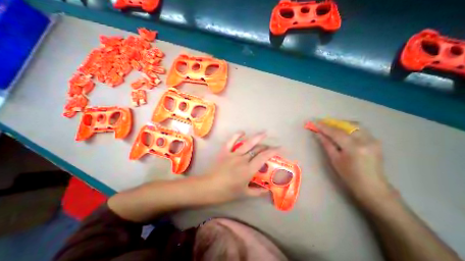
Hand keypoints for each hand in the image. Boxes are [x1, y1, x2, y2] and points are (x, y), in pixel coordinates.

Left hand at [201, 132, 278, 202]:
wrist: (208, 187)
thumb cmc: (226, 192)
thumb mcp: (244, 194)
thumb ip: (257, 192)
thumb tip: (268, 190)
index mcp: (248, 169)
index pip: (264, 157)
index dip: (273, 151)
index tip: (281, 148)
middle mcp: (242, 159)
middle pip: (257, 149)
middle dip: (266, 146)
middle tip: (272, 145)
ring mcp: (233, 154)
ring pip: (247, 143)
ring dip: (256, 137)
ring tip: (264, 133)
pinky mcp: (225, 151)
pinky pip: (231, 141)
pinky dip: (237, 135)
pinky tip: (242, 132)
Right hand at [314, 121, 393, 208]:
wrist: (372, 186)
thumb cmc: (349, 175)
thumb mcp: (335, 160)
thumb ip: (327, 144)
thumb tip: (318, 134)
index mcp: (354, 148)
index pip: (336, 133)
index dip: (324, 127)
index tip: (314, 122)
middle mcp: (366, 141)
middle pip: (346, 126)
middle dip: (333, 123)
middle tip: (322, 123)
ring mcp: (373, 140)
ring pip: (355, 125)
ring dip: (341, 124)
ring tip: (331, 126)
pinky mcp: (376, 141)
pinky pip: (360, 129)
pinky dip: (349, 128)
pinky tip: (342, 131)